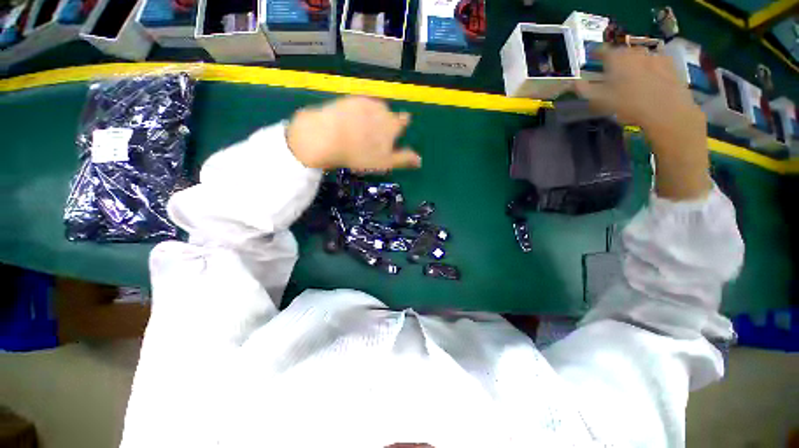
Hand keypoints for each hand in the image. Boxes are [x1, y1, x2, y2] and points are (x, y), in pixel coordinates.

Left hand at [286, 96, 421, 170]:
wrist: (327, 137)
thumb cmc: (360, 154)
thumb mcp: (385, 162)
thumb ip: (403, 159)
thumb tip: (420, 160)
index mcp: (392, 124)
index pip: (403, 121)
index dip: (401, 125)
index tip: (395, 131)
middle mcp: (381, 109)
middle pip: (387, 114)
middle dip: (383, 123)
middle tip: (372, 138)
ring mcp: (364, 102)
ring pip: (372, 109)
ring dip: (370, 117)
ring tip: (360, 132)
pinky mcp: (347, 99)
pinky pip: (357, 107)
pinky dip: (356, 114)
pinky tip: (348, 124)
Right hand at [576, 47, 711, 199]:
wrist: (667, 111)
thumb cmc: (628, 105)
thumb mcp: (599, 100)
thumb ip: (585, 90)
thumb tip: (572, 84)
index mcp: (616, 59)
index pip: (602, 51)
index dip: (596, 54)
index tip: (592, 58)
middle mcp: (635, 52)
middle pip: (622, 52)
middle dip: (616, 58)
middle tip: (612, 69)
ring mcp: (654, 56)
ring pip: (639, 55)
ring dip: (633, 62)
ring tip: (631, 74)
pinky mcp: (670, 65)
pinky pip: (656, 61)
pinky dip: (650, 66)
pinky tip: (650, 77)